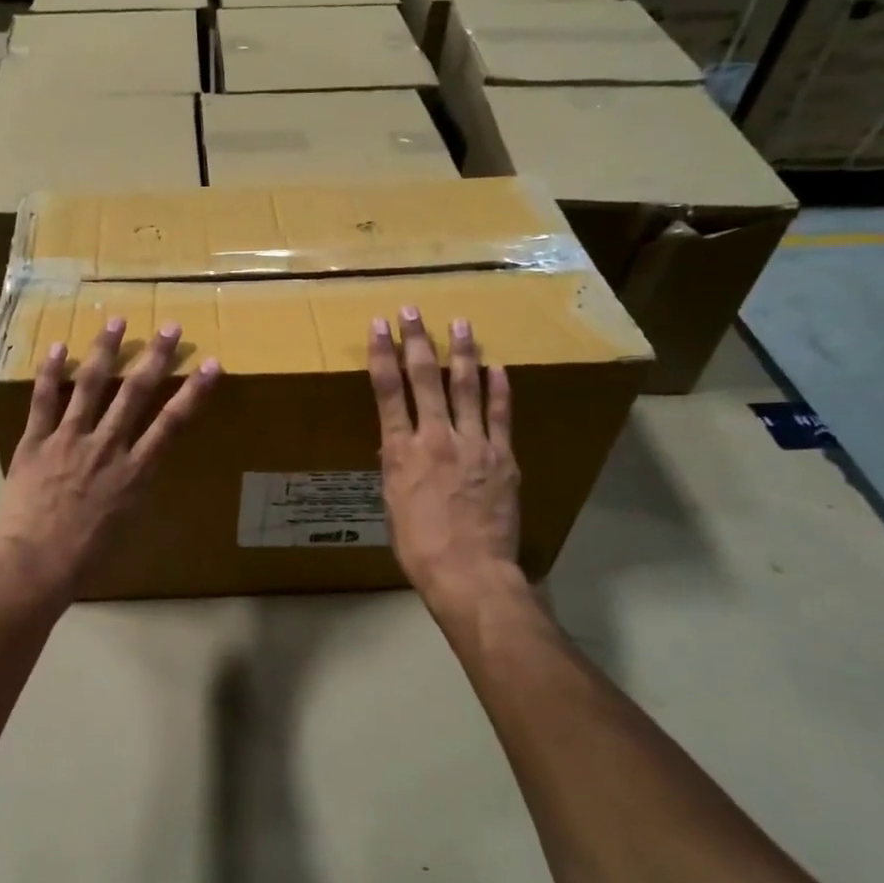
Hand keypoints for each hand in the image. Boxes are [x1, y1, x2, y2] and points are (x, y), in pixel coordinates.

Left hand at [0, 318, 219, 604]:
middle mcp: (107, 446)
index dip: (194, 392)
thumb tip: (139, 468)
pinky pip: (43, 401)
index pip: (172, 423)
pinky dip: (50, 373)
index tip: (212, 365)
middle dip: (156, 357)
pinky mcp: (35, 442)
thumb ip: (134, 489)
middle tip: (171, 327)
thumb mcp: (126, 525)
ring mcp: (69, 440)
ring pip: (90, 385)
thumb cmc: (86, 559)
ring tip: (117, 321)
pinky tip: (58, 346)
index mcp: (135, 472)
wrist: (34, 566)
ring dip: (106, 351)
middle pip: (135, 393)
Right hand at [368, 308, 523, 612]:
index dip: (383, 355)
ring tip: (460, 323)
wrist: (470, 571)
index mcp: (401, 452)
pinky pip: (501, 415)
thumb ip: (396, 468)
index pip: (388, 392)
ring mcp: (474, 444)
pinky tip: (496, 366)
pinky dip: (498, 389)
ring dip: (462, 352)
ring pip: (466, 388)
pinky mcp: (503, 457)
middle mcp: (436, 438)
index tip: (380, 327)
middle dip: (417, 341)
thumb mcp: (392, 505)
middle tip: (412, 311)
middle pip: (425, 379)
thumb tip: (396, 446)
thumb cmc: (419, 546)